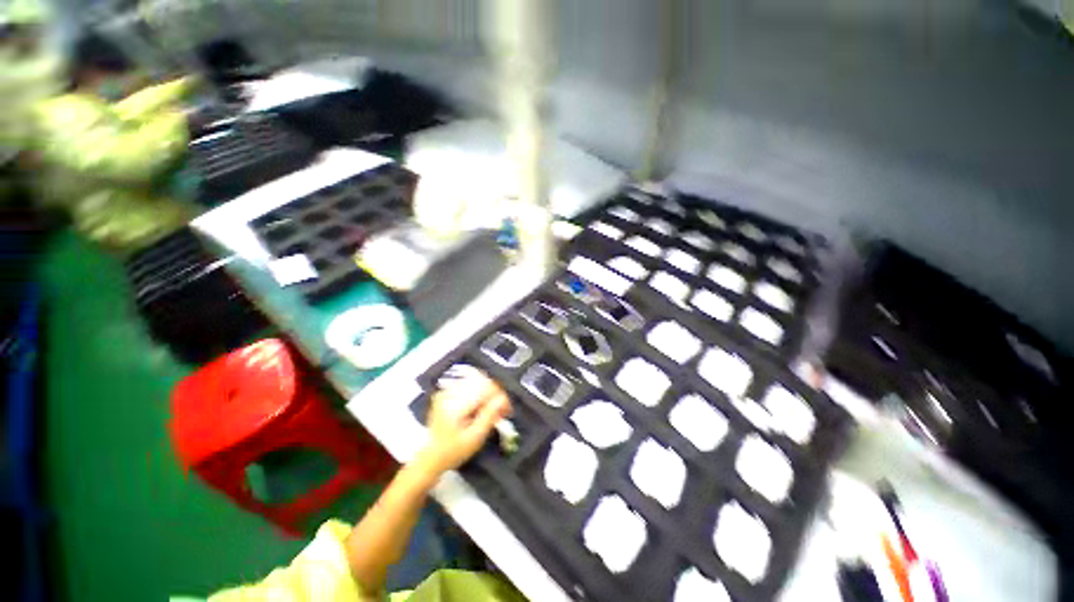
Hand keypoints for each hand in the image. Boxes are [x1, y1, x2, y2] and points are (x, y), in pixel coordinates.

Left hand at [417, 374, 510, 476]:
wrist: (430, 457)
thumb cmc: (453, 452)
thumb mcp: (474, 438)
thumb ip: (489, 416)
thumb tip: (502, 399)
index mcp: (455, 404)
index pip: (485, 387)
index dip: (500, 396)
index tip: (507, 410)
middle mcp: (449, 392)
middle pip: (481, 381)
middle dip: (495, 393)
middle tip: (502, 411)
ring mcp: (446, 391)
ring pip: (476, 380)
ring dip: (488, 392)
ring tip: (492, 409)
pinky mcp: (446, 392)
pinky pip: (468, 384)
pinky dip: (479, 392)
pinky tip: (481, 407)